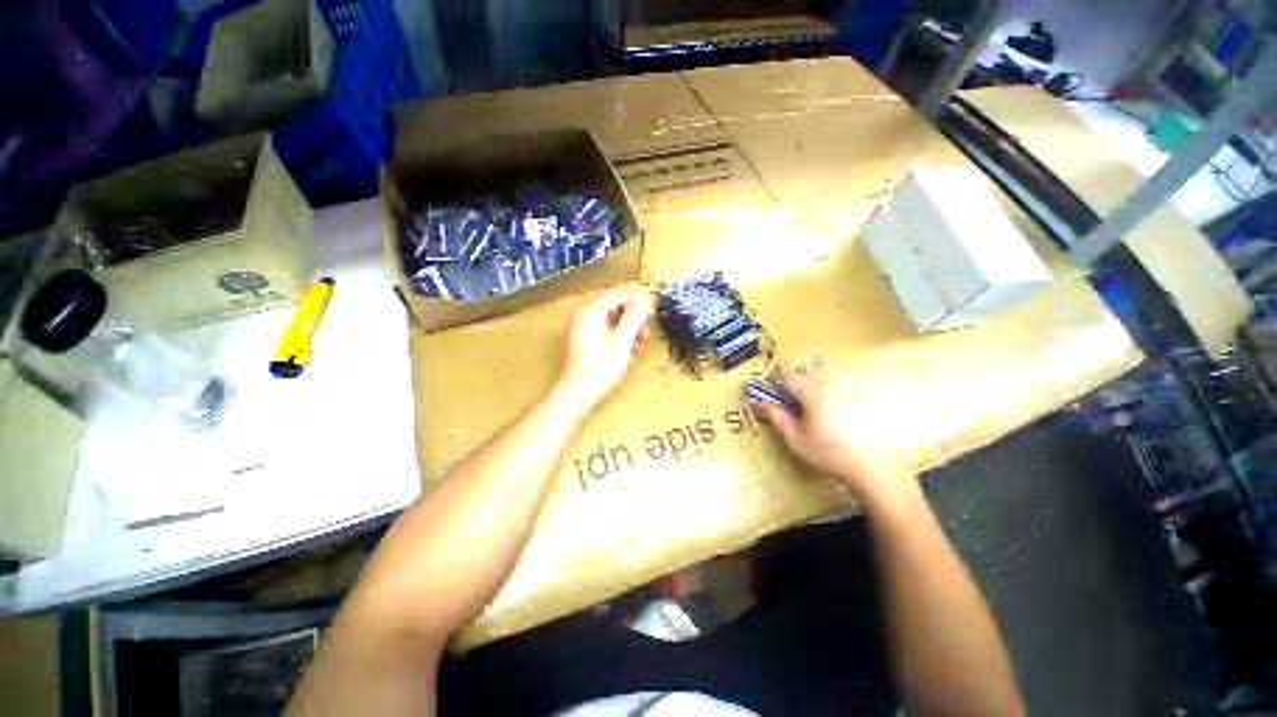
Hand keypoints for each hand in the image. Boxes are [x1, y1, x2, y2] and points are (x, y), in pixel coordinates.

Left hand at [554, 287, 653, 413]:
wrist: (578, 394)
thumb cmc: (601, 367)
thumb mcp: (622, 341)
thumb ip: (635, 317)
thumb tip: (646, 299)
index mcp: (591, 311)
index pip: (619, 295)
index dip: (639, 301)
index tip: (654, 312)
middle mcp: (585, 316)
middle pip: (616, 307)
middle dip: (635, 318)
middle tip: (647, 332)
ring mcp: (584, 329)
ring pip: (613, 320)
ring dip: (630, 329)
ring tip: (640, 344)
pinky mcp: (586, 342)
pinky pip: (608, 331)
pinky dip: (621, 337)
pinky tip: (630, 351)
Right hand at [752, 358, 920, 512]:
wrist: (872, 468)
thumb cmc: (828, 454)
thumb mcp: (795, 439)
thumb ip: (775, 417)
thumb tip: (757, 404)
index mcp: (812, 392)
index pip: (787, 377)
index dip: (774, 379)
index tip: (767, 384)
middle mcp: (831, 382)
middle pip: (807, 367)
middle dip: (795, 375)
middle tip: (789, 390)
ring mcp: (852, 386)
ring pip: (827, 368)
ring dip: (814, 374)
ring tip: (811, 390)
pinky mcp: (866, 394)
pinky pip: (847, 375)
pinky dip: (835, 377)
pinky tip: (835, 394)